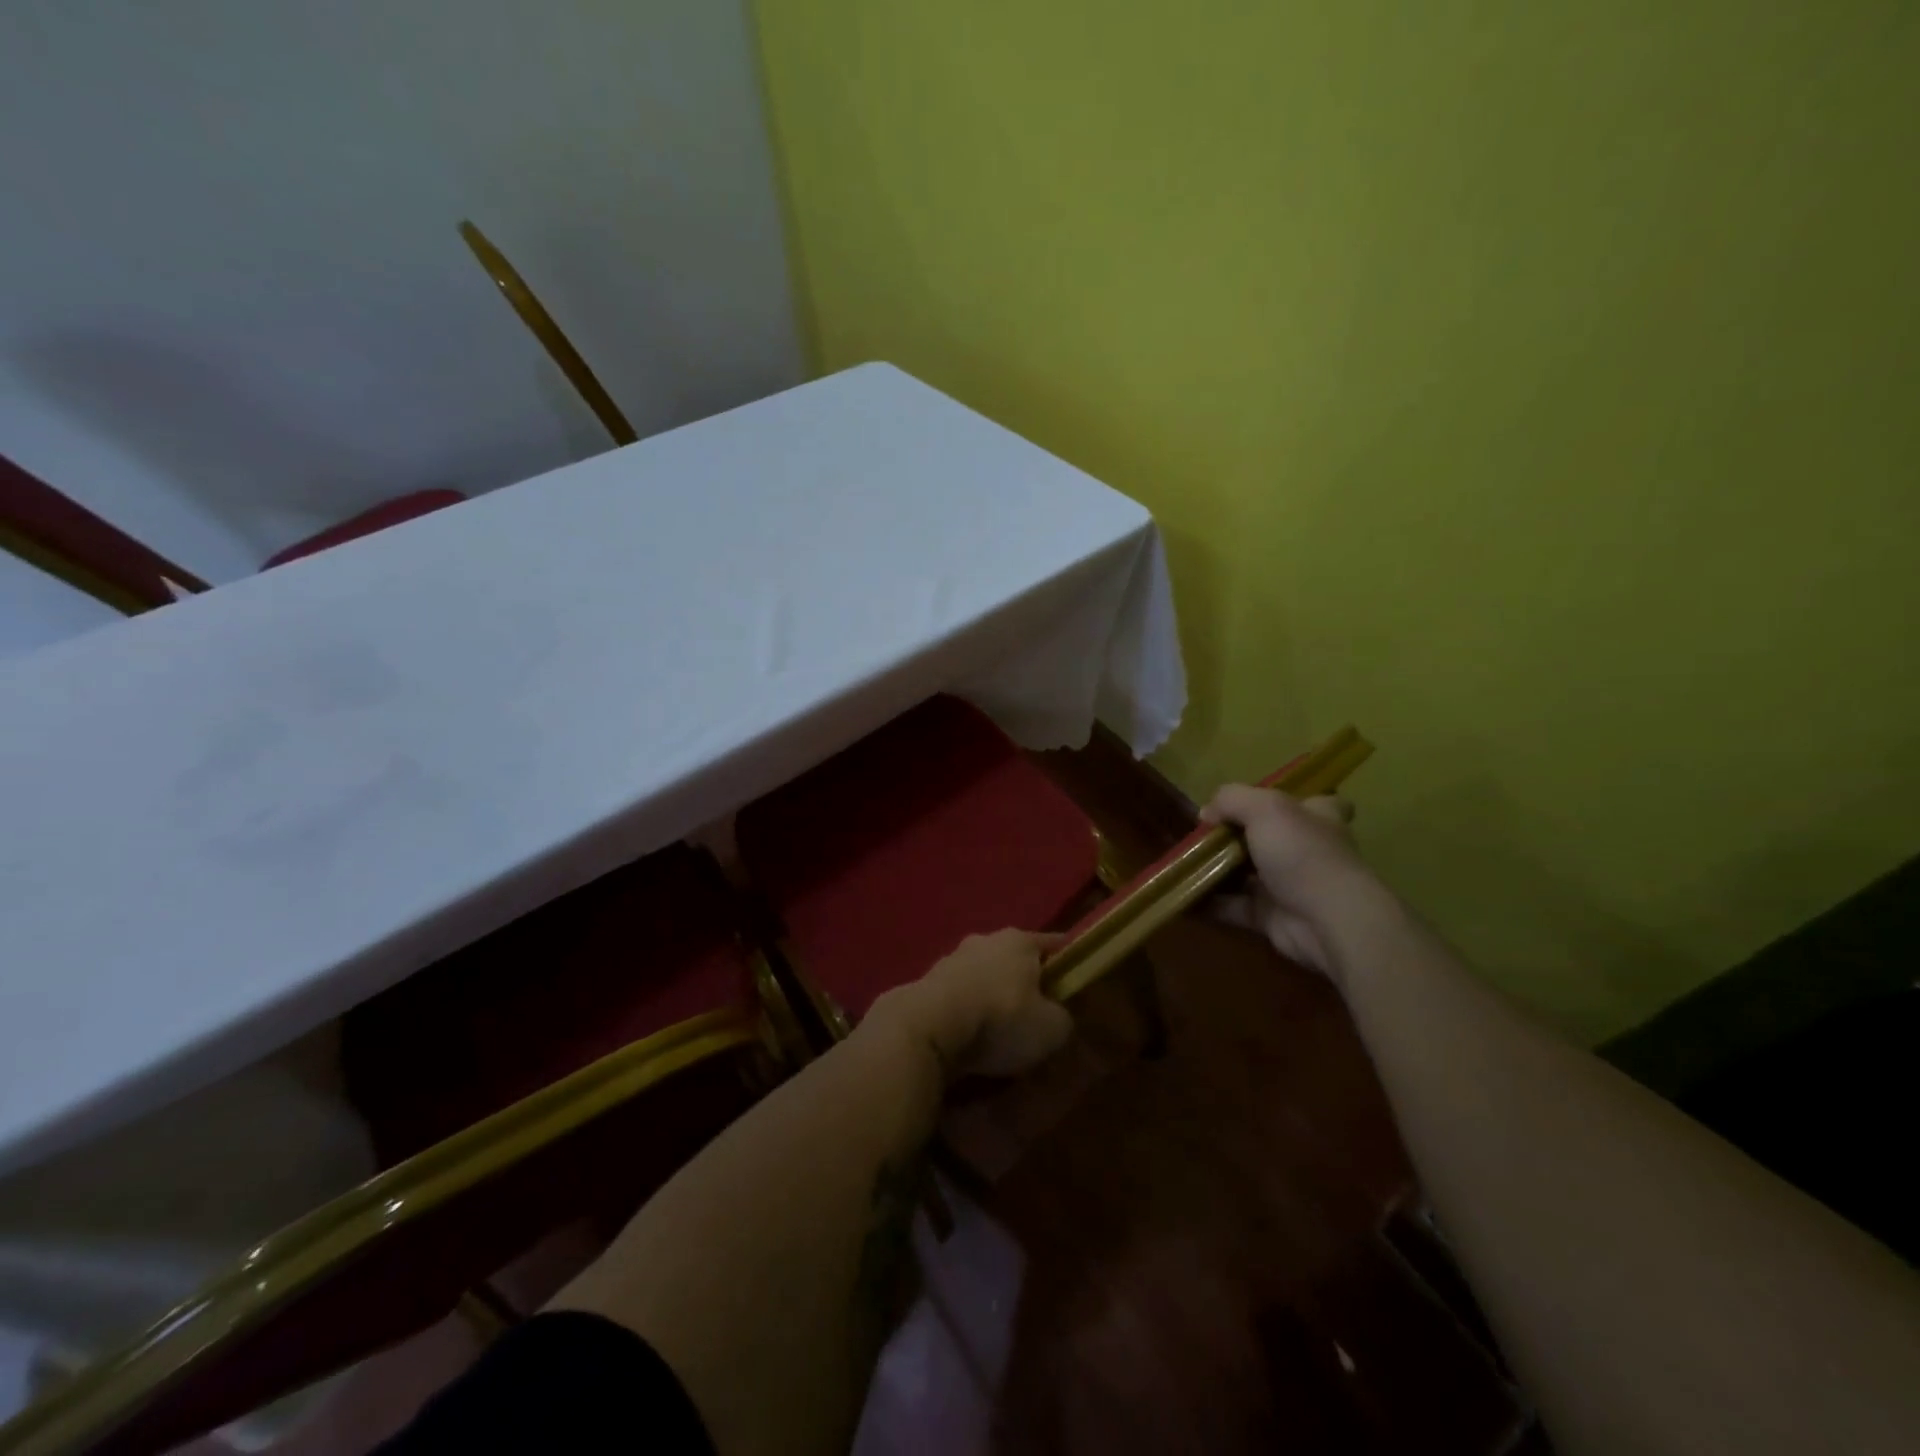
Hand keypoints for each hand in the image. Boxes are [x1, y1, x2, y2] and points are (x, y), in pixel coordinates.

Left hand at [868, 929, 1073, 1080]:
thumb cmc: (1000, 1019)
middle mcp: (984, 939)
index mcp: (1019, 940)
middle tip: (1035, 1012)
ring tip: (998, 1030)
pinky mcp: (927, 982)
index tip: (1074, 979)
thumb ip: (1061, 1018)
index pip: (1053, 944)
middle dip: (1024, 981)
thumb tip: (1055, 1016)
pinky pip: (958, 996)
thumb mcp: (1052, 1029)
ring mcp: (951, 958)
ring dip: (991, 995)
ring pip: (983, 975)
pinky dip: (966, 1011)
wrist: (929, 1027)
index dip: (1066, 962)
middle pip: (1014, 958)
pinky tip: (969, 1037)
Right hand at [1199, 787, 1369, 977]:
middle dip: (1236, 836)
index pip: (1318, 802)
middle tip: (1202, 834)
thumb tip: (1206, 813)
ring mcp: (1288, 885)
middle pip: (1271, 837)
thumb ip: (1231, 800)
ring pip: (1247, 873)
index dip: (1295, 801)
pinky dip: (1209, 903)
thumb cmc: (1301, 853)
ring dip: (1216, 870)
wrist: (1326, 920)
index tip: (1264, 803)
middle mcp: (1306, 850)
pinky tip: (1182, 896)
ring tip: (1182, 863)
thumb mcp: (1264, 808)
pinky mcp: (1271, 916)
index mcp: (1317, 817)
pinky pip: (1233, 906)